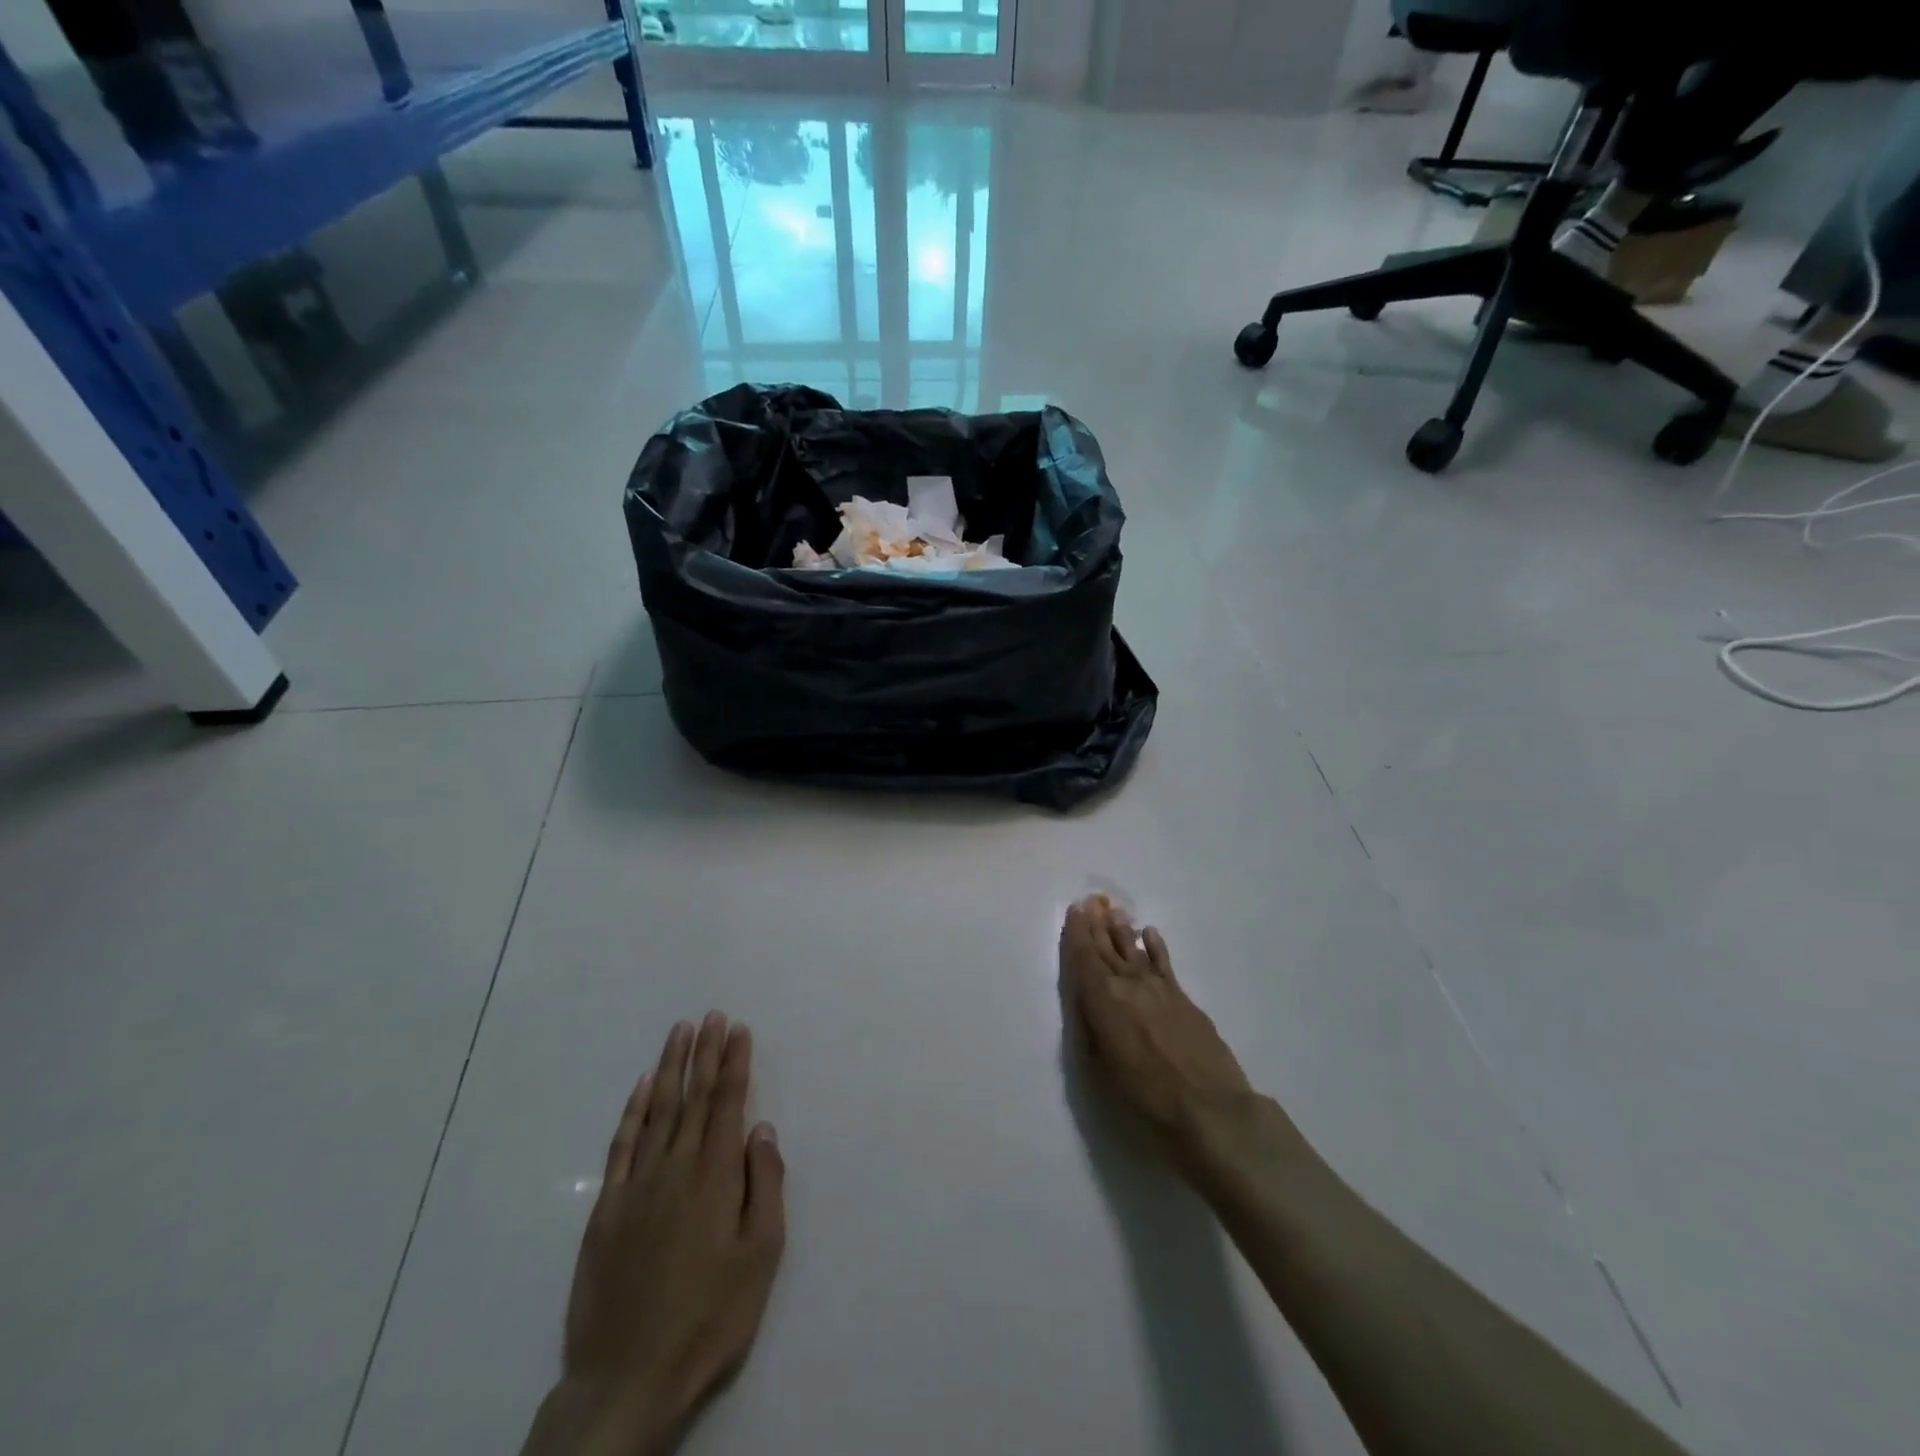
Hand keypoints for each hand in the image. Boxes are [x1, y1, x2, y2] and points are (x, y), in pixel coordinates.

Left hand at [544, 1013, 785, 1455]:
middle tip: (713, 1015)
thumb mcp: (760, 1256)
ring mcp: (637, 1185)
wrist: (628, 1376)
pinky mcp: (607, 1209)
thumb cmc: (710, 1316)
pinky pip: (623, 1145)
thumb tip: (761, 1128)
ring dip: (672, 1067)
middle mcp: (676, 1167)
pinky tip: (643, 1086)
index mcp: (716, 1176)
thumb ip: (765, 1185)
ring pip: (659, 1110)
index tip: (738, 1029)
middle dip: (706, 1052)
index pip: (728, 1103)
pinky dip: (633, 1111)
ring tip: (681, 1031)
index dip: (734, 1063)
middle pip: (695, 1097)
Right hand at [1059, 895, 1254, 1164]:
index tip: (1075, 909)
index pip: (1084, 958)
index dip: (1077, 933)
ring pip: (1134, 950)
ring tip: (1115, 911)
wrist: (1209, 1107)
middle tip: (1091, 901)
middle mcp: (1127, 984)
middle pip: (1108, 948)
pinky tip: (1150, 934)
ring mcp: (1158, 988)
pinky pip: (1164, 963)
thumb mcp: (1100, 1070)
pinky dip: (1155, 946)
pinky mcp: (1183, 998)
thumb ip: (1091, 1031)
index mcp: (1101, 999)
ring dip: (1122, 930)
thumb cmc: (1144, 1096)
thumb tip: (1089, 1007)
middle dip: (1097, 925)